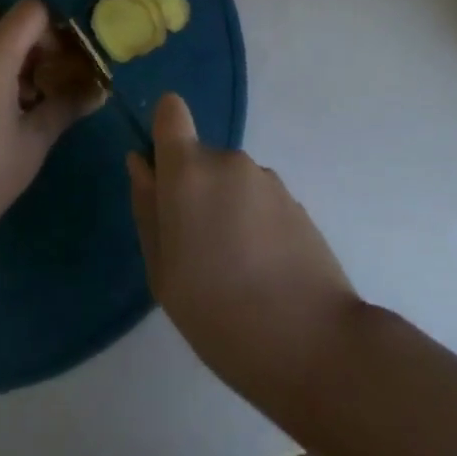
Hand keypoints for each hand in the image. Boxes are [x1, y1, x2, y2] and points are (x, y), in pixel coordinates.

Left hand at [0, 0, 102, 261]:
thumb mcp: (33, 143)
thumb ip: (66, 106)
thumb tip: (98, 90)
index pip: (30, 9)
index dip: (53, 27)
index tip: (63, 61)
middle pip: (1, 16)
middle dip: (27, 35)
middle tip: (43, 74)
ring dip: (4, 49)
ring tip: (21, 97)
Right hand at [128, 94, 359, 397]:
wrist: (315, 344)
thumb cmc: (220, 315)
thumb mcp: (163, 272)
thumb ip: (148, 209)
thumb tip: (141, 164)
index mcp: (188, 172)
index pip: (170, 111)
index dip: (164, 132)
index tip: (163, 176)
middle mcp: (228, 161)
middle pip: (199, 158)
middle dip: (195, 192)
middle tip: (198, 253)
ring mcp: (267, 179)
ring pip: (231, 182)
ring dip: (227, 210)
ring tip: (236, 272)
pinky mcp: (296, 202)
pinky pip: (259, 201)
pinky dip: (255, 225)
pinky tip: (265, 274)